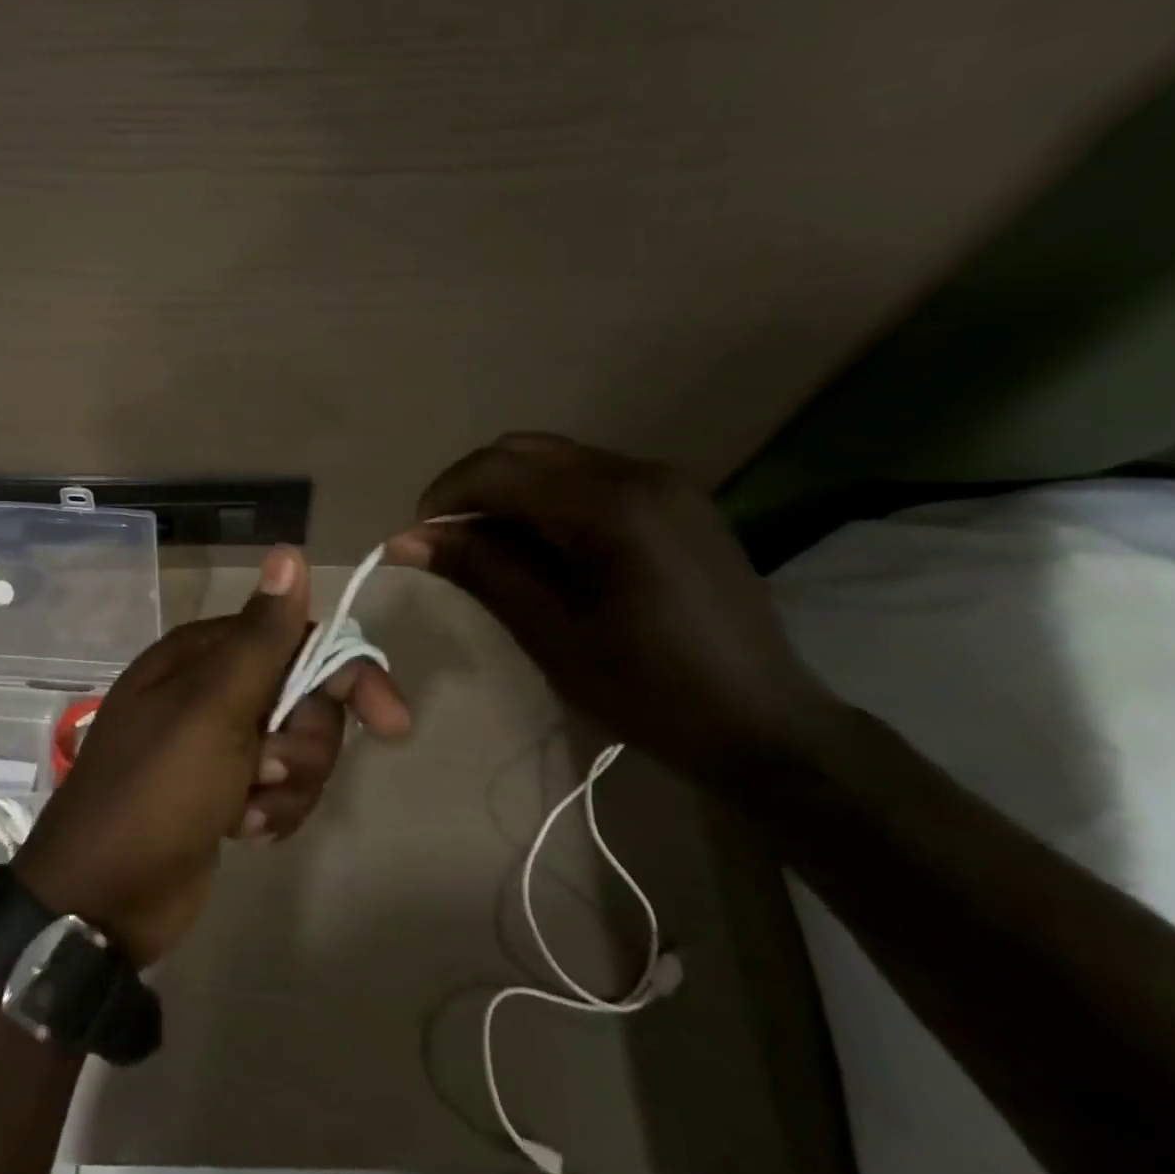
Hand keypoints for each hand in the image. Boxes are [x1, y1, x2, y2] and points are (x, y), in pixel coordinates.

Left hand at [12, 547, 409, 963]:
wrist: (101, 899)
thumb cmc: (157, 791)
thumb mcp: (213, 709)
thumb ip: (260, 636)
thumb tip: (290, 551)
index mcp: (206, 655)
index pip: (300, 640)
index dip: (348, 674)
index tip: (391, 723)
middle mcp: (215, 688)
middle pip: (306, 698)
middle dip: (303, 744)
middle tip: (267, 770)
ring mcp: (220, 742)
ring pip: (299, 747)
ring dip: (287, 786)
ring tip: (246, 812)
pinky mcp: (227, 789)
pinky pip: (281, 787)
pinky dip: (272, 812)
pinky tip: (241, 832)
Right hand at [387, 432, 850, 783]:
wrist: (767, 723)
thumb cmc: (650, 691)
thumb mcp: (552, 636)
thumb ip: (481, 572)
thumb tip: (407, 538)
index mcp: (608, 508)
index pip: (497, 470)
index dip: (445, 497)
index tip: (418, 539)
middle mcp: (637, 473)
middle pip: (523, 450)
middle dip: (472, 487)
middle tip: (450, 543)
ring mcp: (664, 481)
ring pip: (555, 458)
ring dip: (508, 490)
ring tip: (492, 548)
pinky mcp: (677, 498)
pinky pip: (590, 475)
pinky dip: (548, 497)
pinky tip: (545, 546)